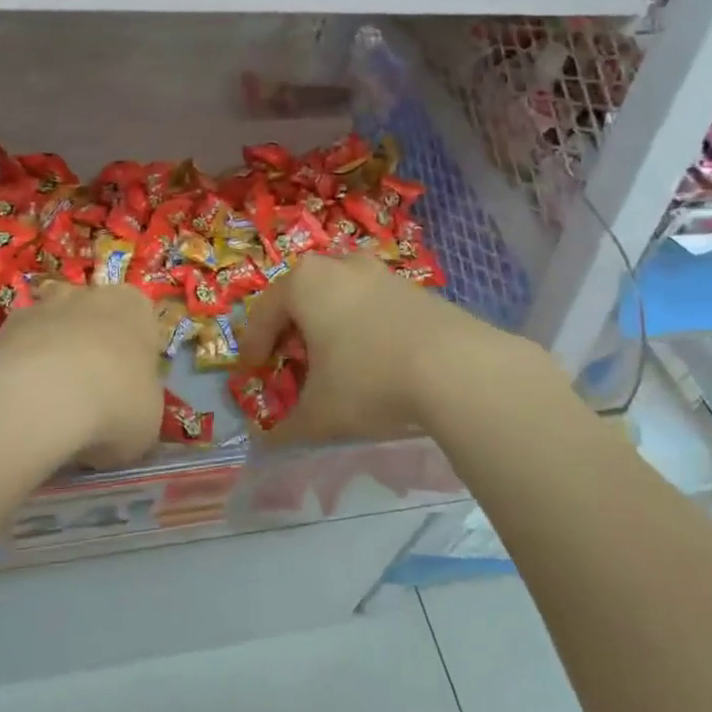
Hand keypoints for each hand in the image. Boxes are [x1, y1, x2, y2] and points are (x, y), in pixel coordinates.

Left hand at [0, 281, 162, 471]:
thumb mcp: (148, 419)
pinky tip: (19, 406)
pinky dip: (17, 372)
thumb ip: (139, 404)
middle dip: (89, 348)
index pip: (140, 322)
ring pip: (50, 329)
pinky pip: (17, 350)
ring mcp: (41, 306)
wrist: (41, 397)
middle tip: (88, 396)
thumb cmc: (115, 403)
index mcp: (134, 307)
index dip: (133, 356)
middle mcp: (89, 295)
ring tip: (48, 404)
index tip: (126, 388)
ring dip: (50, 356)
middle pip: (92, 319)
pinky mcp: (0, 327)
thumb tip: (124, 414)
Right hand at [239, 253, 524, 440]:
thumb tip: (267, 445)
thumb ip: (287, 428)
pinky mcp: (416, 289)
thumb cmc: (369, 380)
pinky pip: (373, 305)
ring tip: (333, 361)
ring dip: (330, 325)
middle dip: (292, 329)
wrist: (459, 368)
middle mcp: (339, 266)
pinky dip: (363, 327)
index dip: (253, 345)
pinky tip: (374, 360)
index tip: (252, 369)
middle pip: (302, 296)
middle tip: (290, 361)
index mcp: (304, 283)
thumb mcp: (320, 414)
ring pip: (340, 296)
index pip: (263, 313)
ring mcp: (381, 273)